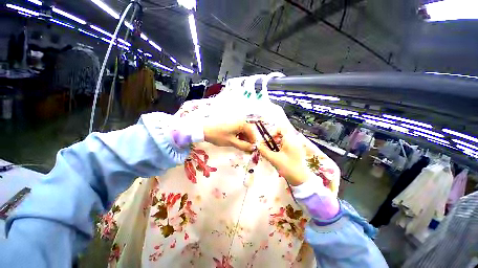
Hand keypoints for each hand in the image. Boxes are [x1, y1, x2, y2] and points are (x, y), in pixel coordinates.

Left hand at [204, 121, 255, 151]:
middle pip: (248, 132)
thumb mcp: (232, 142)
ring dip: (244, 139)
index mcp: (242, 124)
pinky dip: (239, 136)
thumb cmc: (219, 136)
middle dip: (248, 140)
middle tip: (246, 149)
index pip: (252, 133)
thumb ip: (244, 146)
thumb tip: (253, 148)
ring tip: (241, 147)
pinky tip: (236, 142)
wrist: (205, 131)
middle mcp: (240, 121)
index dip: (253, 142)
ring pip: (243, 131)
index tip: (252, 149)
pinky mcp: (230, 124)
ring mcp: (235, 122)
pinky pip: (238, 130)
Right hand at [258, 129, 311, 185]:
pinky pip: (288, 146)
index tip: (266, 140)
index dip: (272, 132)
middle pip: (282, 135)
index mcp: (290, 139)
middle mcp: (294, 140)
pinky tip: (276, 156)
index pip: (281, 128)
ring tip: (270, 152)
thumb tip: (258, 145)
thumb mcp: (273, 159)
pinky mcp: (297, 152)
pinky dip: (281, 149)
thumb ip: (264, 151)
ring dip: (276, 144)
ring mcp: (297, 146)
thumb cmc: (287, 167)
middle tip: (266, 147)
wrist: (300, 179)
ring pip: (285, 141)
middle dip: (273, 139)